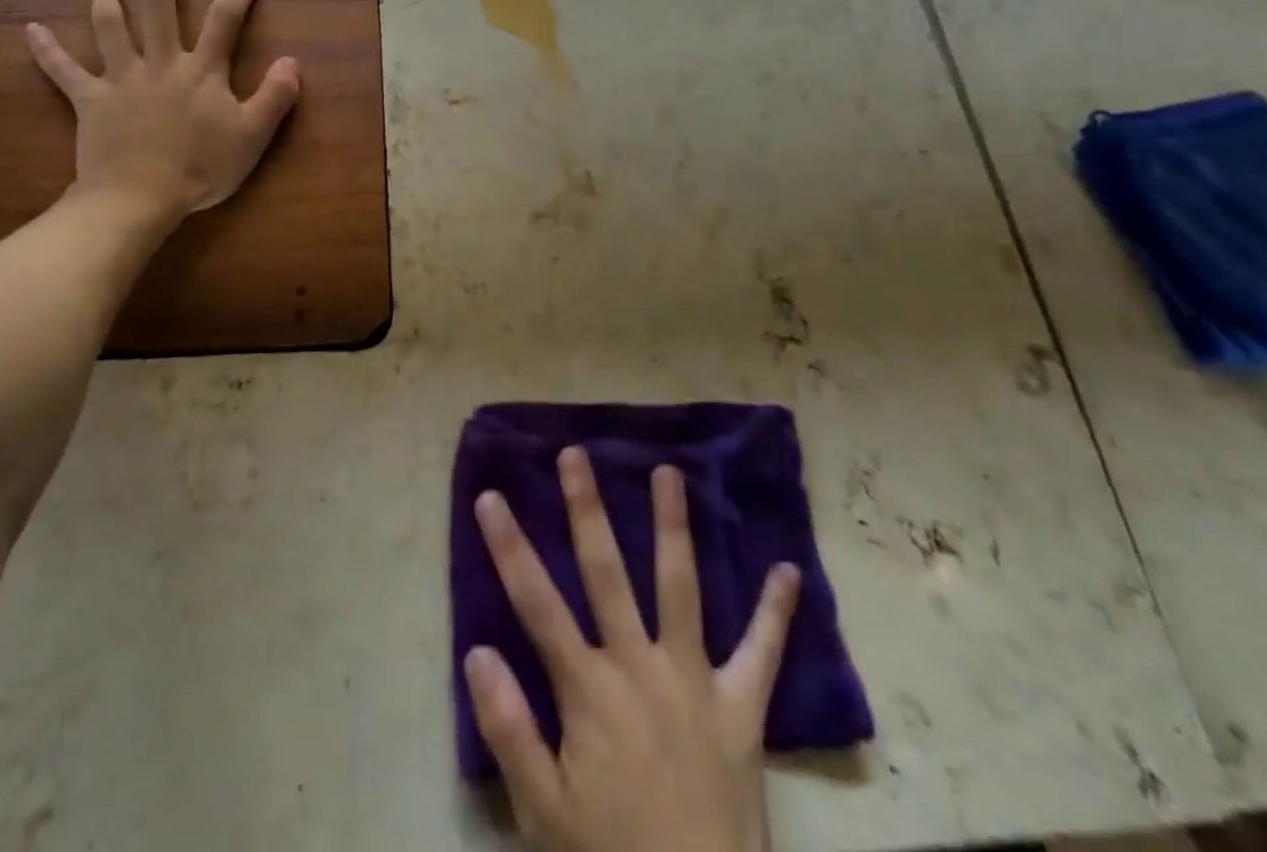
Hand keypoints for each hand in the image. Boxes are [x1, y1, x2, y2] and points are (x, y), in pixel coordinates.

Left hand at [25, 0, 300, 220]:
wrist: (140, 197)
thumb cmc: (201, 169)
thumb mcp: (252, 137)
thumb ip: (275, 97)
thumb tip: (292, 62)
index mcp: (201, 71)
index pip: (222, 22)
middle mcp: (159, 64)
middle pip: (159, 10)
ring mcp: (121, 79)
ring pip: (110, 28)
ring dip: (107, 0)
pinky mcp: (90, 101)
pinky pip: (63, 71)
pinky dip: (46, 50)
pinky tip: (31, 30)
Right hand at [466, 448, 800, 851]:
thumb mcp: (544, 812)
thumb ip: (509, 729)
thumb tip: (477, 651)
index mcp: (589, 689)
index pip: (536, 602)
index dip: (509, 547)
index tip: (490, 497)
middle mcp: (639, 667)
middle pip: (605, 572)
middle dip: (587, 510)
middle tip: (576, 454)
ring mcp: (694, 682)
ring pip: (679, 588)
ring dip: (673, 528)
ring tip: (670, 473)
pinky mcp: (741, 710)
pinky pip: (761, 655)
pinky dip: (776, 614)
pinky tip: (789, 572)